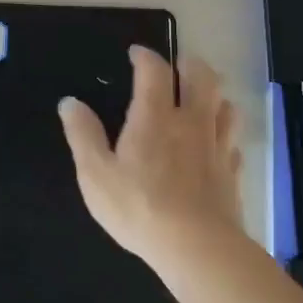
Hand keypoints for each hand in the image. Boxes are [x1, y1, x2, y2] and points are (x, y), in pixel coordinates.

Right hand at [59, 47, 244, 274]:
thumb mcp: (95, 174)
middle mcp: (191, 122)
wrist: (197, 248)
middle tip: (177, 67)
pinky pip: (233, 142)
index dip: (145, 56)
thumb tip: (70, 102)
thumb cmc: (138, 207)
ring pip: (225, 106)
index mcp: (155, 117)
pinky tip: (215, 144)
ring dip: (214, 95)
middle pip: (203, 77)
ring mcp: (216, 146)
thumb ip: (83, 134)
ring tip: (201, 100)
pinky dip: (224, 134)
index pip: (155, 71)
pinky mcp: (231, 172)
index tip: (136, 53)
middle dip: (189, 64)